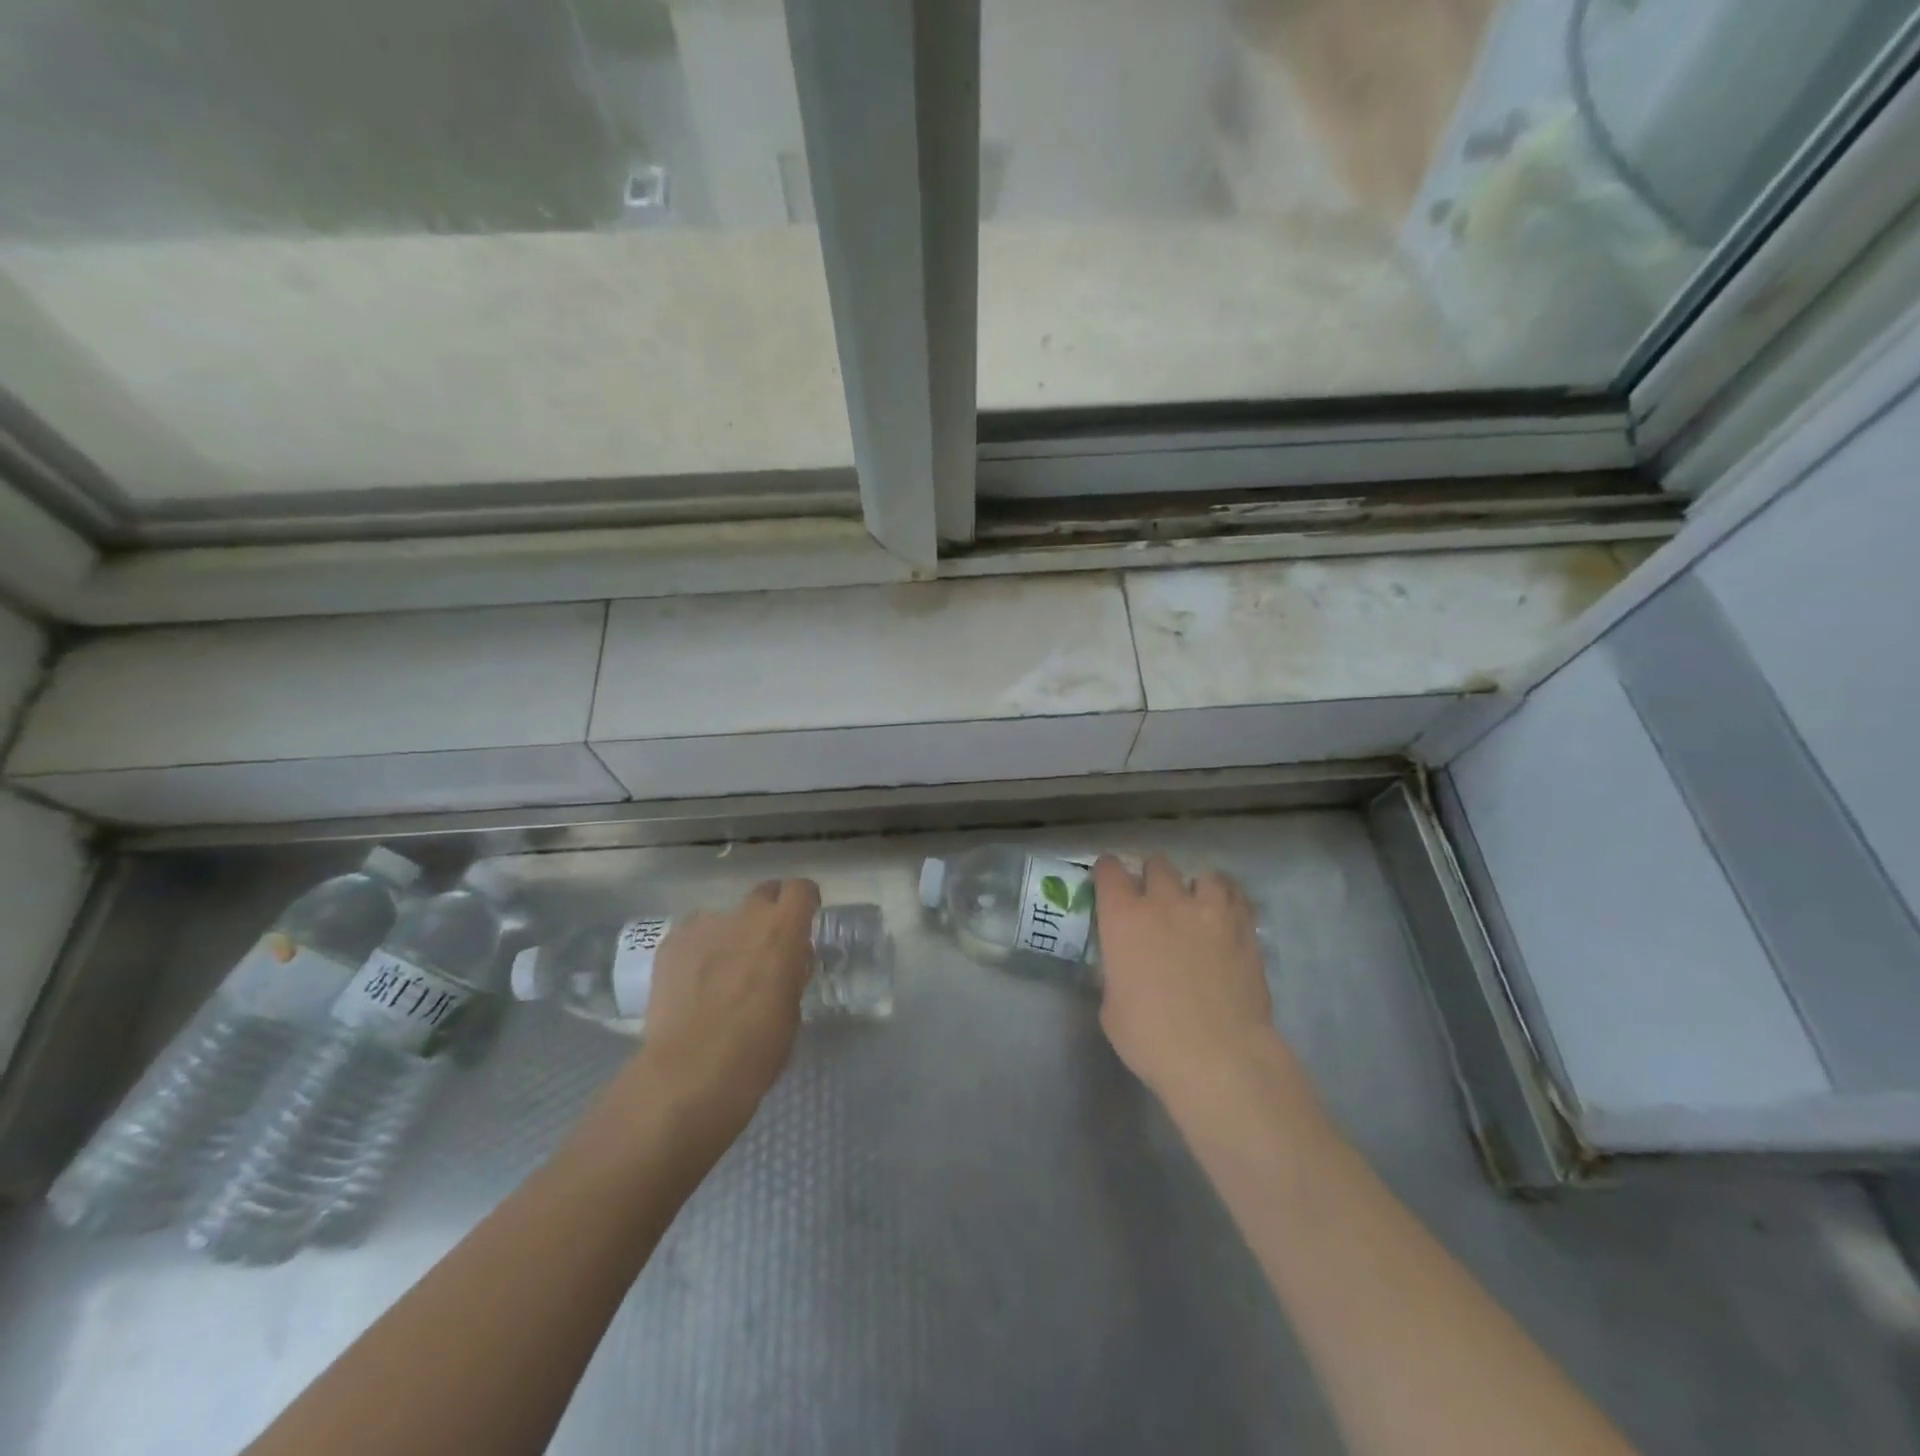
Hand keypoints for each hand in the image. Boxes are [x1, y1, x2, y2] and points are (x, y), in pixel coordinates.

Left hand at [620, 878, 820, 1141]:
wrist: (687, 1075)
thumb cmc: (755, 1050)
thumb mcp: (792, 1010)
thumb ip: (791, 971)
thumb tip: (786, 960)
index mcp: (782, 930)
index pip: (801, 889)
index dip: (804, 902)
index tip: (803, 921)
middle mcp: (744, 916)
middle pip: (764, 893)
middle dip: (768, 914)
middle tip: (765, 949)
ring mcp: (702, 926)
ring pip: (725, 918)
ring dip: (731, 936)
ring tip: (721, 975)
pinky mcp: (670, 944)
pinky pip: (694, 935)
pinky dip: (699, 951)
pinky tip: (693, 984)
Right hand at [1093, 855, 1283, 1111]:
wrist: (1219, 1057)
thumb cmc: (1151, 1038)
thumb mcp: (1111, 1006)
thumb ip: (1115, 972)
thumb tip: (1124, 966)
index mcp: (1123, 917)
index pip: (1110, 870)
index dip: (1107, 873)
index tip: (1108, 883)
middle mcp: (1164, 902)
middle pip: (1157, 864)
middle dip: (1153, 878)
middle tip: (1154, 902)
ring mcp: (1208, 911)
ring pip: (1203, 875)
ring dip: (1195, 888)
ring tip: (1197, 908)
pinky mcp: (1244, 927)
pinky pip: (1236, 896)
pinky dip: (1228, 901)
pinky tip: (1225, 918)